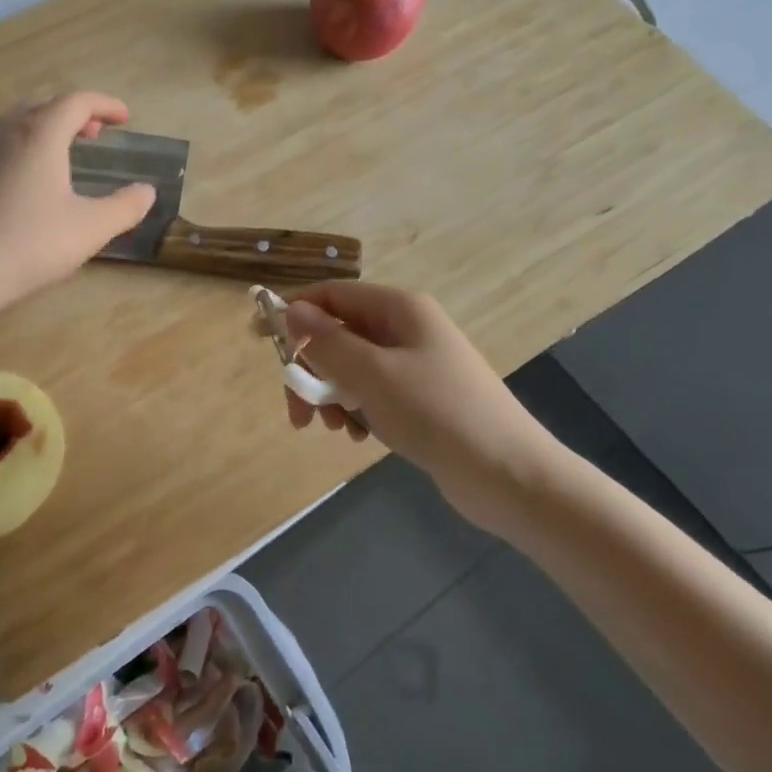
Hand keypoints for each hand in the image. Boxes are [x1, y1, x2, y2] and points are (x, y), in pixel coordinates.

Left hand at [0, 92, 157, 314]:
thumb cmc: (31, 244)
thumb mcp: (91, 228)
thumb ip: (125, 206)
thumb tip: (147, 191)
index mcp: (40, 134)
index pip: (77, 101)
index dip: (105, 104)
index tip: (125, 118)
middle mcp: (7, 130)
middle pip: (46, 105)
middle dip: (76, 112)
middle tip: (97, 133)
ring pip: (19, 120)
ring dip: (48, 126)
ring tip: (66, 150)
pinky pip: (1, 140)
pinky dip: (25, 142)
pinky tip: (31, 175)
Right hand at [282, 283, 567, 532]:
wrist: (510, 476)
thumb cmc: (437, 414)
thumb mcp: (371, 375)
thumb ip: (325, 341)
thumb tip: (290, 309)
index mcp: (398, 308)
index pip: (331, 294)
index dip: (294, 313)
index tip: (261, 341)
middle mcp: (406, 327)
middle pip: (338, 333)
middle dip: (312, 368)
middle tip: (297, 411)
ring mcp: (415, 363)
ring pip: (351, 366)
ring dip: (331, 393)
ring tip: (334, 427)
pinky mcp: (421, 396)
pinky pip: (372, 390)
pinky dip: (356, 408)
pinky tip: (358, 435)